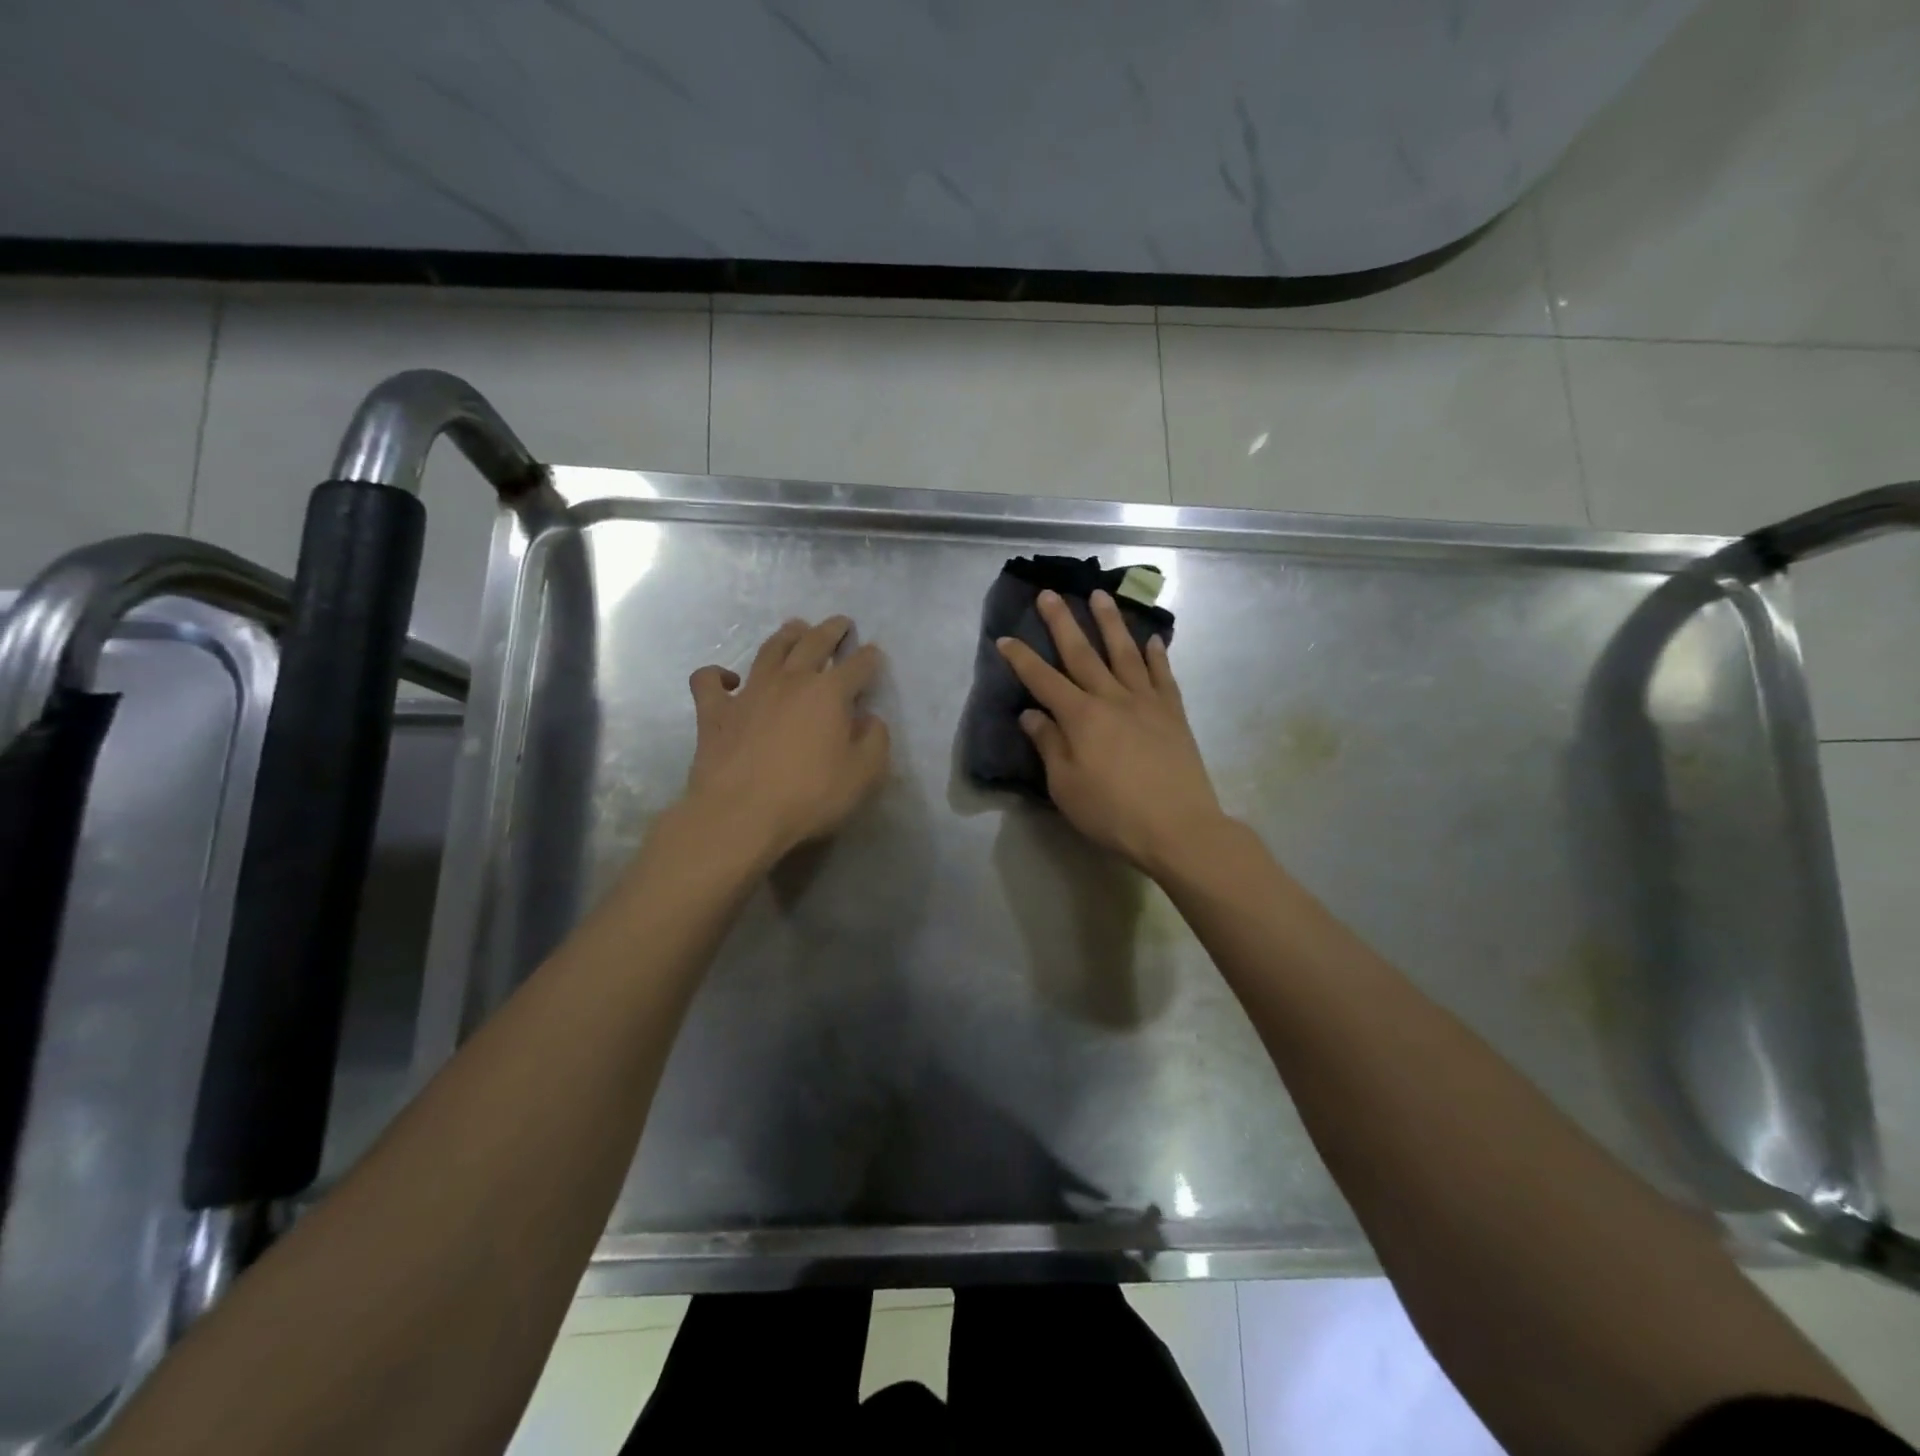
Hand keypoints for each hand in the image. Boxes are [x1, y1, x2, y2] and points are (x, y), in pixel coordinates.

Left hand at [681, 616, 890, 862]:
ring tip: (795, 628)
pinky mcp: (714, 711)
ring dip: (786, 635)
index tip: (874, 654)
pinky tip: (728, 679)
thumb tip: (870, 720)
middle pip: (814, 642)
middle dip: (831, 630)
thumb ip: (875, 742)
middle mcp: (791, 681)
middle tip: (840, 623)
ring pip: (769, 650)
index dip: (869, 658)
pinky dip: (717, 674)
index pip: (857, 666)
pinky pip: (709, 681)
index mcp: (829, 693)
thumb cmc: (809, 796)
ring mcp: (749, 692)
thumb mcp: (863, 775)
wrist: (740, 814)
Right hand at [996, 589, 1226, 874]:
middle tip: (1049, 593)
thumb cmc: (1113, 812)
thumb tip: (1031, 714)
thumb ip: (1049, 745)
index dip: (1021, 658)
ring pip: (1125, 652)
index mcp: (1081, 717)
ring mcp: (1146, 702)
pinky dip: (1156, 655)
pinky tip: (1152, 640)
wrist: (1178, 827)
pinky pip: (1163, 675)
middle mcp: (1112, 698)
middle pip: (1082, 653)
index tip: (1004, 638)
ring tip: (1100, 595)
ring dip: (1110, 622)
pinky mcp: (1173, 713)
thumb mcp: (1066, 786)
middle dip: (1062, 622)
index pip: (1043, 680)